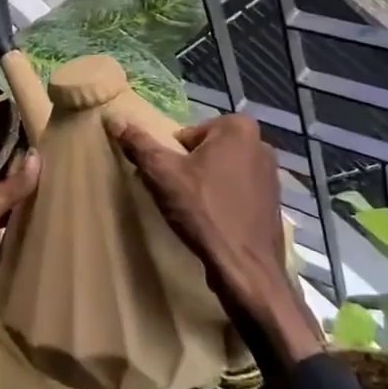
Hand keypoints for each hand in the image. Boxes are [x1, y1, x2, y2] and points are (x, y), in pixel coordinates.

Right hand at [109, 115, 321, 362]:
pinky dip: (222, 201)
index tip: (168, 180)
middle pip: (204, 151)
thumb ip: (138, 143)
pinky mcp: (273, 201)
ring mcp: (271, 174)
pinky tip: (212, 223)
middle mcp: (260, 143)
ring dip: (204, 184)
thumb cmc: (203, 212)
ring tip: (191, 211)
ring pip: (221, 171)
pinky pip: (237, 191)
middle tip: (175, 196)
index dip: (172, 157)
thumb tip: (114, 118)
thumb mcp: (161, 174)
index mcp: (238, 127)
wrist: (246, 270)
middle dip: (188, 169)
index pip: (186, 134)